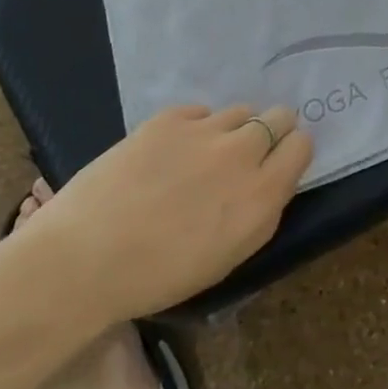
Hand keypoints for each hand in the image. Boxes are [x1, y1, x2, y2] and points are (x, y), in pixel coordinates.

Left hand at [31, 105, 312, 321]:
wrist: (85, 259)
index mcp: (262, 197)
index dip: (291, 151)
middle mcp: (242, 155)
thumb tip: (265, 183)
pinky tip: (171, 152)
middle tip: (246, 153)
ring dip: (231, 128)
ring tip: (204, 153)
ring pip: (239, 110)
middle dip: (270, 130)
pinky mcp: (168, 118)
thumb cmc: (158, 278)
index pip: (302, 146)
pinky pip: (199, 111)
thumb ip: (257, 212)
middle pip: (279, 117)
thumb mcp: (228, 257)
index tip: (278, 161)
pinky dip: (194, 127)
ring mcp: (204, 131)